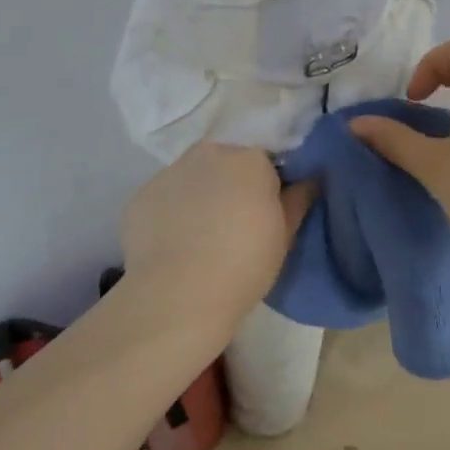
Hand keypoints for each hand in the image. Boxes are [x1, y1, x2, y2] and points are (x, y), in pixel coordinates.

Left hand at [120, 141, 314, 326]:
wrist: (179, 296)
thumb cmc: (244, 264)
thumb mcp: (285, 236)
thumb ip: (298, 199)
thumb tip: (310, 179)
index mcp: (247, 157)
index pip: (264, 158)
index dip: (267, 184)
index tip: (267, 211)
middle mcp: (206, 153)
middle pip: (225, 161)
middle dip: (231, 183)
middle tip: (235, 223)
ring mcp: (168, 172)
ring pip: (192, 177)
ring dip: (200, 195)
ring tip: (201, 237)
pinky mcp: (139, 196)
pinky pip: (164, 198)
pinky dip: (171, 213)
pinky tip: (174, 245)